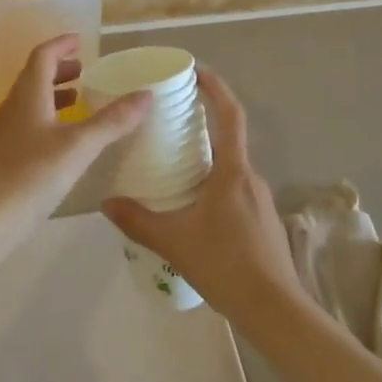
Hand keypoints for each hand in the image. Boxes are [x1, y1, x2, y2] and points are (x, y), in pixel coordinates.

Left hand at [0, 34, 149, 251]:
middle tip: (86, 71)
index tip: (82, 41)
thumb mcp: (79, 147)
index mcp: (28, 95)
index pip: (43, 56)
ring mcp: (7, 132)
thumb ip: (113, 121)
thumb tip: (147, 94)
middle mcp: (14, 107)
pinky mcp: (6, 156)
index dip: (61, 45)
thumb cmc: (31, 175)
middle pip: (35, 76)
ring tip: (81, 100)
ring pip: (32, 101)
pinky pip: (30, 123)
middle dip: (60, 69)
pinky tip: (66, 139)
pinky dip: (51, 118)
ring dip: (55, 94)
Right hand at [101, 68, 303, 327]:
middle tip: (170, 122)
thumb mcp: (173, 241)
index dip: (216, 88)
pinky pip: (236, 190)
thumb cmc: (226, 265)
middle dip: (202, 125)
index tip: (196, 71)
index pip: (229, 115)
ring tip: (174, 166)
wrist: (275, 311)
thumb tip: (106, 203)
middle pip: (228, 139)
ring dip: (207, 159)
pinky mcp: (264, 222)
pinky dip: (215, 185)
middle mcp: (251, 178)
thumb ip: (138, 220)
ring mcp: (261, 201)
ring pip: (231, 168)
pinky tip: (194, 208)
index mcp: (233, 171)